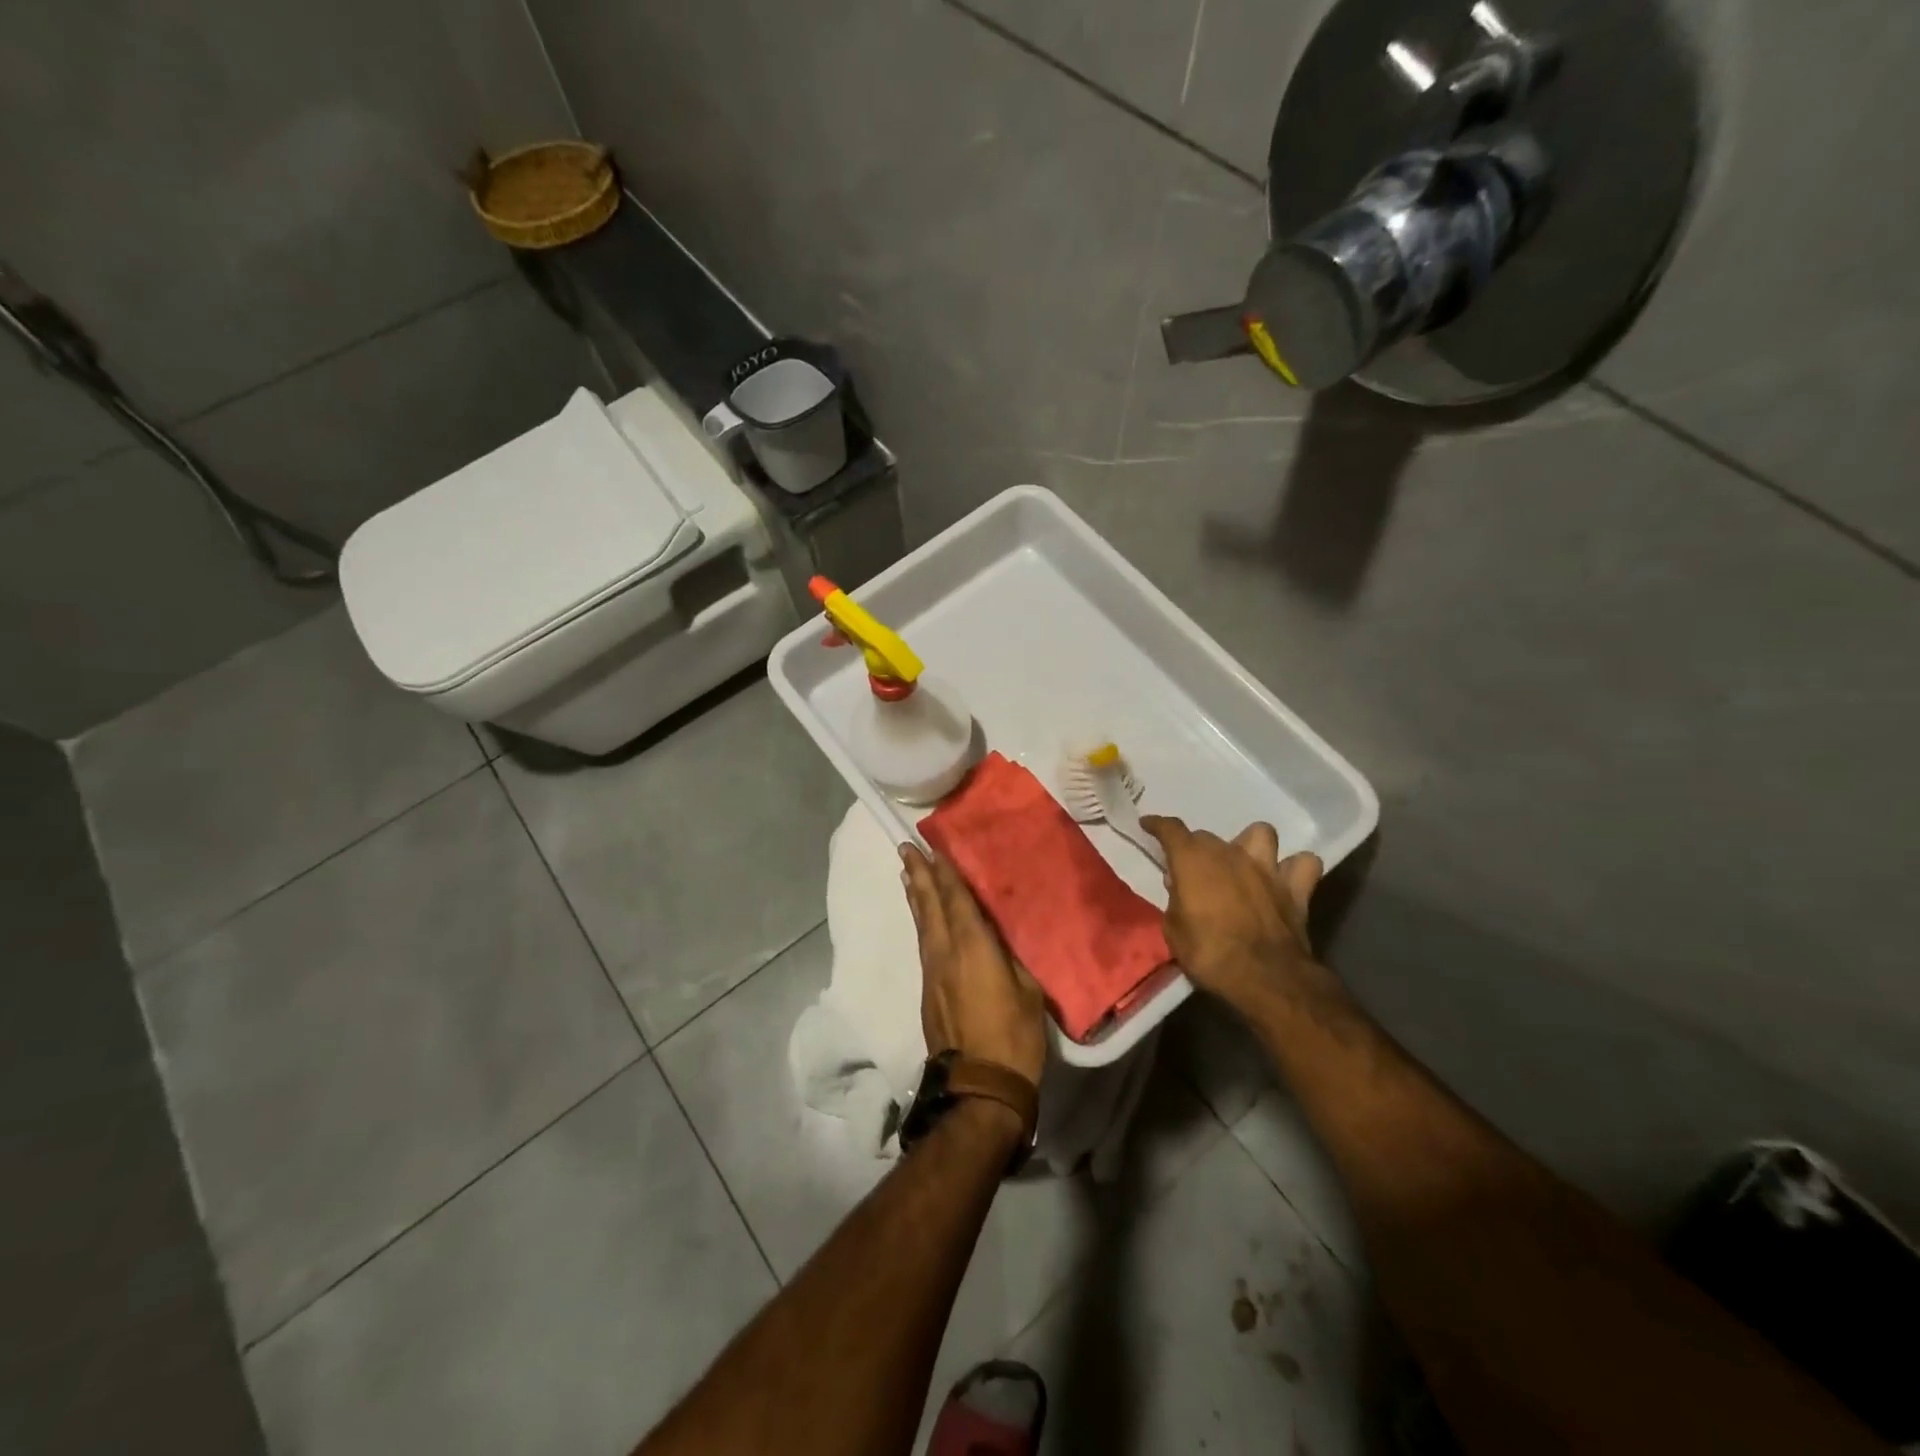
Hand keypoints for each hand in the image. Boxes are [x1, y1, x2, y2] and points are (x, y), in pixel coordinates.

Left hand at [901, 845, 1047, 1087]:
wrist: (980, 1087)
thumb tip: (999, 941)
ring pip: (922, 925)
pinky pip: (923, 944)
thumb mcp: (1028, 991)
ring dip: (916, 897)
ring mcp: (933, 973)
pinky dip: (920, 922)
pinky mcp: (928, 991)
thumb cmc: (1013, 1036)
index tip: (933, 848)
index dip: (945, 873)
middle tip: (906, 849)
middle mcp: (945, 953)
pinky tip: (922, 919)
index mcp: (973, 947)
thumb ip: (1010, 958)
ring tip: (907, 874)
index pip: (956, 900)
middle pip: (929, 906)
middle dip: (919, 875)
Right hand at [1141, 816, 1323, 1012]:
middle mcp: (1229, 854)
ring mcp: (1266, 868)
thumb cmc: (1209, 954)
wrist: (1264, 977)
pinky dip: (1294, 868)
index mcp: (1193, 861)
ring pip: (1261, 834)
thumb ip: (1175, 901)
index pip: (1170, 829)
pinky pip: (1303, 864)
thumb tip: (1179, 886)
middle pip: (1208, 836)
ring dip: (1250, 845)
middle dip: (1197, 849)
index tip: (1148, 824)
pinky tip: (1285, 879)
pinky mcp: (1296, 888)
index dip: (1157, 825)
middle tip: (1193, 872)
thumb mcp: (1174, 931)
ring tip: (1243, 863)